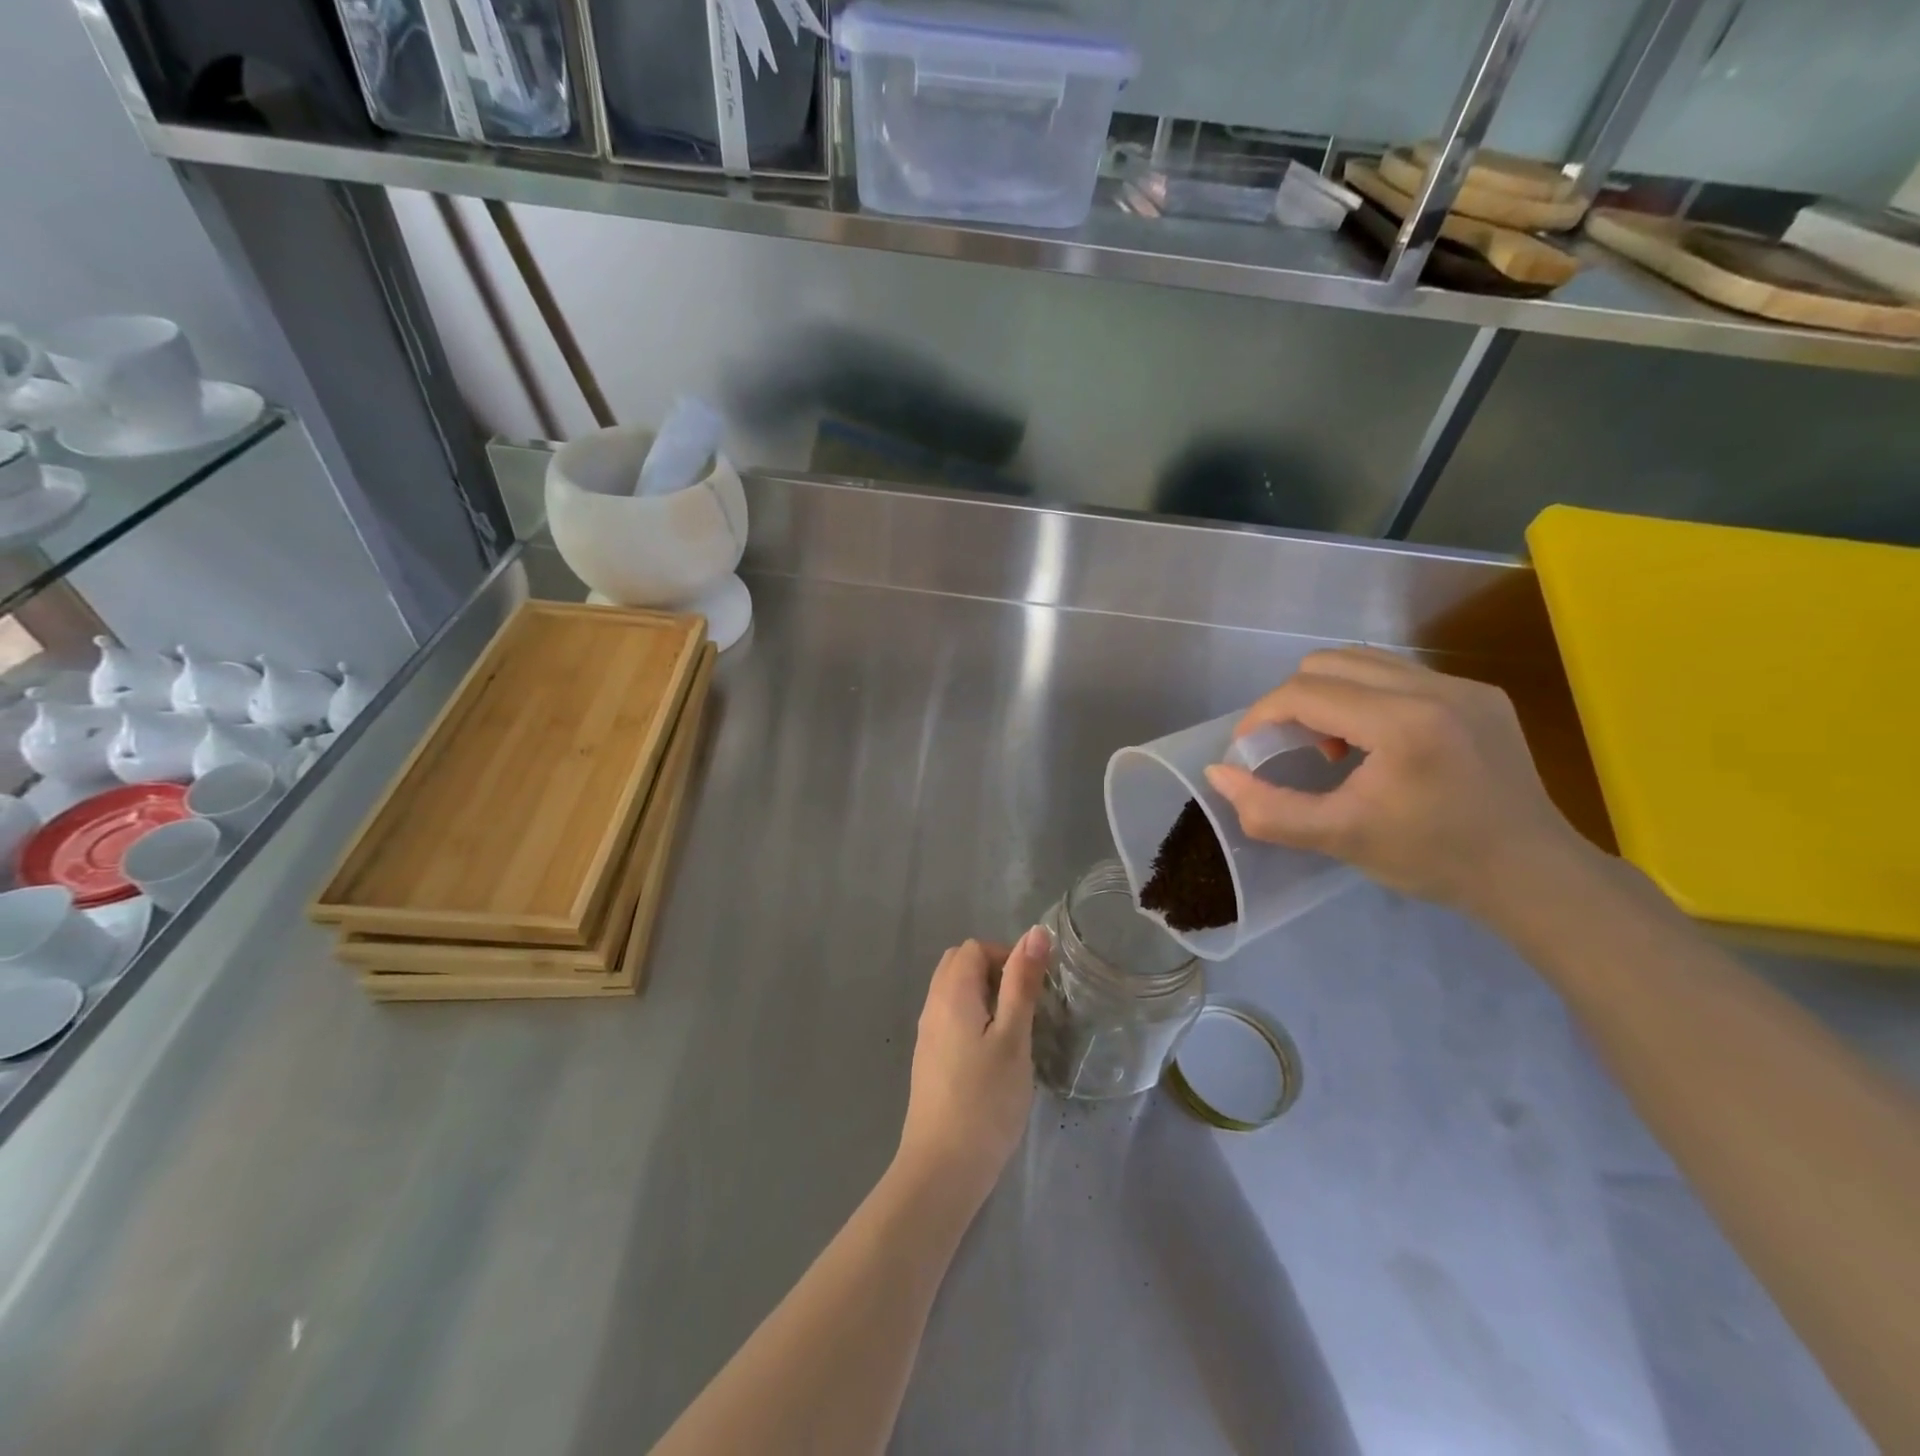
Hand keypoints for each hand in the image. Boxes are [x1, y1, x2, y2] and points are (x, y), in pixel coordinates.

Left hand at [895, 928, 1049, 1207]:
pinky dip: (974, 1017)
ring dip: (985, 995)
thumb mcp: (1014, 1038)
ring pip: (954, 991)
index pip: (974, 948)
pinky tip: (993, 1053)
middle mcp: (933, 1005)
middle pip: (960, 964)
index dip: (1006, 957)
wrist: (943, 1167)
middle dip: (995, 972)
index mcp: (951, 993)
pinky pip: (951, 1017)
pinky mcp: (929, 1058)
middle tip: (1025, 1006)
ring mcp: (928, 1033)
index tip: (1034, 989)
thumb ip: (1022, 983)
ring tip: (1014, 1030)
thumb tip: (1035, 932)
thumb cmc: (985, 1100)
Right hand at [1203, 647, 1594, 921]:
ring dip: (1329, 694)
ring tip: (1336, 744)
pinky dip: (1367, 697)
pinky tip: (1378, 742)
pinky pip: (1400, 673)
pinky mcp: (1479, 693)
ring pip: (1363, 661)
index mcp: (1402, 724)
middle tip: (1292, 747)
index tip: (1249, 748)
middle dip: (1293, 701)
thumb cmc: (1432, 859)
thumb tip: (1219, 773)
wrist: (1531, 874)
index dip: (1261, 715)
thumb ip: (1269, 810)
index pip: (1305, 693)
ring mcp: (1462, 685)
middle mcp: (1434, 688)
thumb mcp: (1339, 839)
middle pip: (1328, 662)